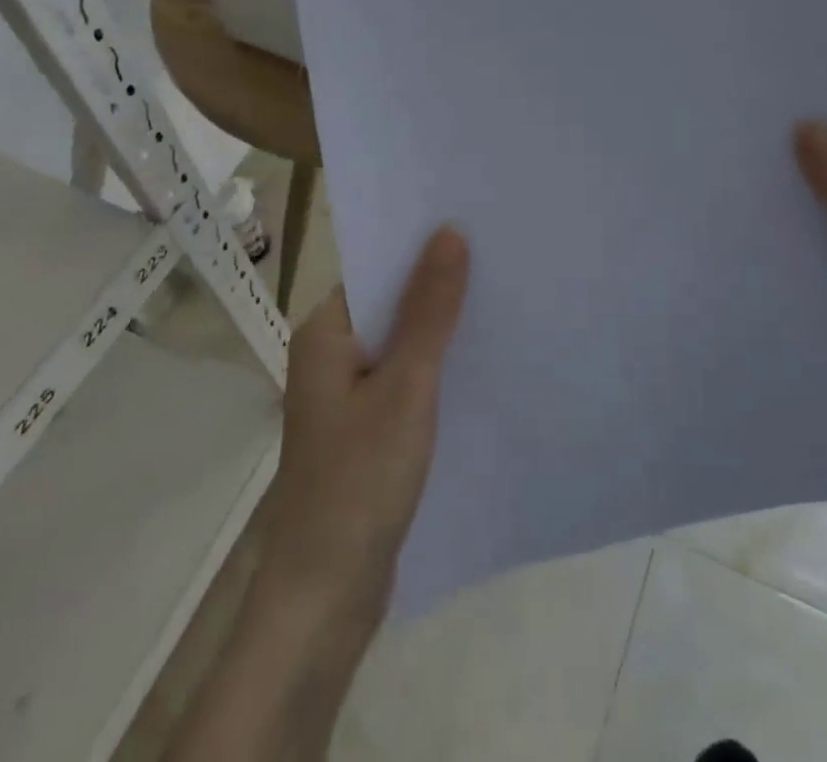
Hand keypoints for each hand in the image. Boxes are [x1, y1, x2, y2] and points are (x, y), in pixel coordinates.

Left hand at [255, 227, 468, 632]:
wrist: (327, 598)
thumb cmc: (360, 480)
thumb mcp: (406, 386)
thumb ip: (429, 310)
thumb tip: (449, 232)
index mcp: (325, 333)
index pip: (378, 269)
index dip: (423, 249)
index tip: (475, 227)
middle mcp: (330, 356)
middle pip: (391, 305)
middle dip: (439, 288)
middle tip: (501, 261)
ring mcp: (346, 396)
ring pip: (401, 345)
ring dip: (440, 331)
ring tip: (501, 303)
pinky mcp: (365, 430)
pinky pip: (404, 381)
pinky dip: (435, 370)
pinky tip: (478, 364)